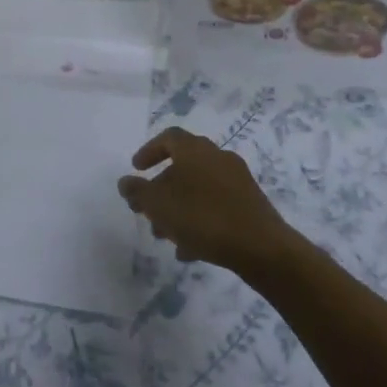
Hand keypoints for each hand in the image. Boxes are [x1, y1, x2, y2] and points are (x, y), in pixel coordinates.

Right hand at [119, 128, 298, 278]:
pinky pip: (216, 206)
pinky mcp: (250, 204)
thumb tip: (125, 182)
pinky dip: (199, 220)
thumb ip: (137, 192)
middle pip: (183, 166)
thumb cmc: (202, 217)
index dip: (149, 151)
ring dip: (179, 207)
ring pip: (199, 189)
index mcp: (195, 150)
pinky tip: (190, 248)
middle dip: (162, 188)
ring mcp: (238, 180)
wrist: (261, 247)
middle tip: (148, 209)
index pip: (168, 138)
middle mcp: (218, 157)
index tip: (136, 169)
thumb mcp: (158, 205)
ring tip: (166, 235)